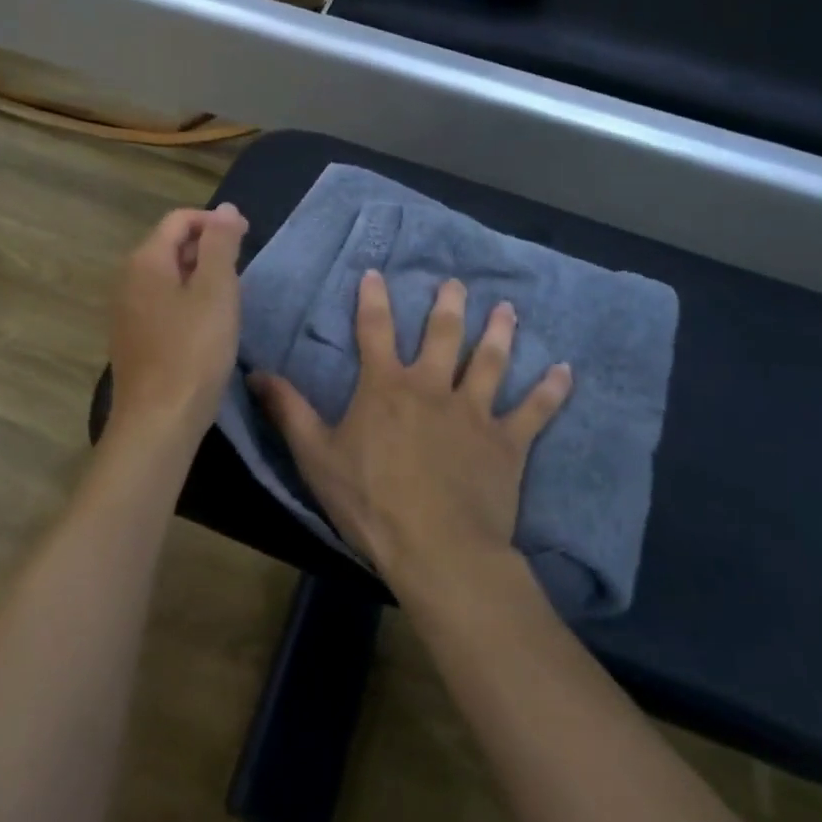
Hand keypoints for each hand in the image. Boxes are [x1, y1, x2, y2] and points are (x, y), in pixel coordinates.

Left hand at [106, 203, 247, 449]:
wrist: (158, 420)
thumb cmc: (193, 350)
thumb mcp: (216, 290)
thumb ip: (221, 245)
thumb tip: (227, 209)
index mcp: (145, 260)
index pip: (179, 219)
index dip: (214, 222)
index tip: (247, 238)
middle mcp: (127, 279)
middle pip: (170, 246)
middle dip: (207, 249)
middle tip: (242, 271)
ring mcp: (125, 311)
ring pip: (167, 277)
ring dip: (199, 277)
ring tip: (229, 298)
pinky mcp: (132, 339)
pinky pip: (161, 304)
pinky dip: (186, 302)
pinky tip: (206, 326)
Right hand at [250, 272, 571, 595]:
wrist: (438, 548)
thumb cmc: (371, 502)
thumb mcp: (316, 457)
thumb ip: (290, 411)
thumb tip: (256, 372)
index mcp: (385, 388)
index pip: (374, 332)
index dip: (373, 301)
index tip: (376, 273)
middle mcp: (432, 388)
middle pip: (441, 336)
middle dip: (447, 306)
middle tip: (456, 282)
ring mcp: (475, 413)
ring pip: (489, 362)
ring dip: (499, 333)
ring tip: (507, 309)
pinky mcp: (508, 443)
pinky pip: (534, 411)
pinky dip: (551, 391)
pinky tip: (566, 371)